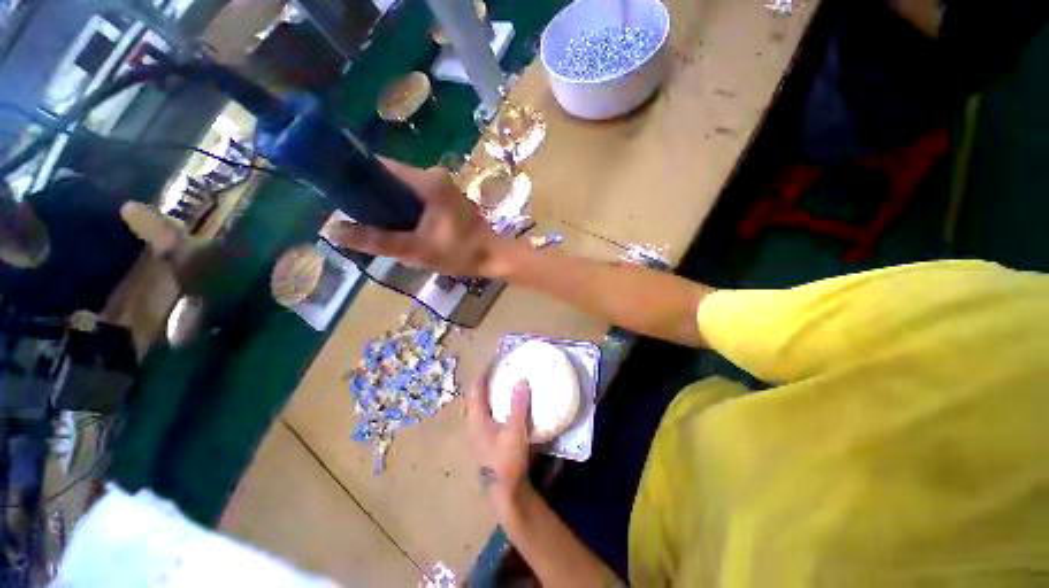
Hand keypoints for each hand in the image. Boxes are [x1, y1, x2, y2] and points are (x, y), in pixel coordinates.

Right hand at [331, 158, 504, 276]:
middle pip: (394, 178)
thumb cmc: (459, 252)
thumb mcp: (416, 249)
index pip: (382, 166)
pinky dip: (407, 207)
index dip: (358, 176)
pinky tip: (401, 224)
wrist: (494, 257)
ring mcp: (445, 187)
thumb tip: (334, 230)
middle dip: (374, 194)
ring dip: (391, 203)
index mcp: (428, 181)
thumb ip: (377, 240)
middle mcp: (436, 176)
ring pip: (407, 188)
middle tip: (358, 215)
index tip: (340, 192)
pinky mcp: (450, 198)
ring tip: (375, 222)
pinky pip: (420, 196)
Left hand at [467, 367, 533, 513]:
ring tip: (505, 381)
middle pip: (477, 395)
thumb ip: (518, 406)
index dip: (484, 372)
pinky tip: (508, 405)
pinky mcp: (486, 439)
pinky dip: (496, 403)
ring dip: (492, 391)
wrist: (504, 491)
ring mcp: (478, 432)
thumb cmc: (507, 461)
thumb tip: (521, 380)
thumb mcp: (515, 432)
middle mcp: (473, 423)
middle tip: (502, 368)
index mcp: (476, 419)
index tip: (494, 359)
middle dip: (488, 380)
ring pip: (482, 405)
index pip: (476, 389)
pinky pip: (488, 413)